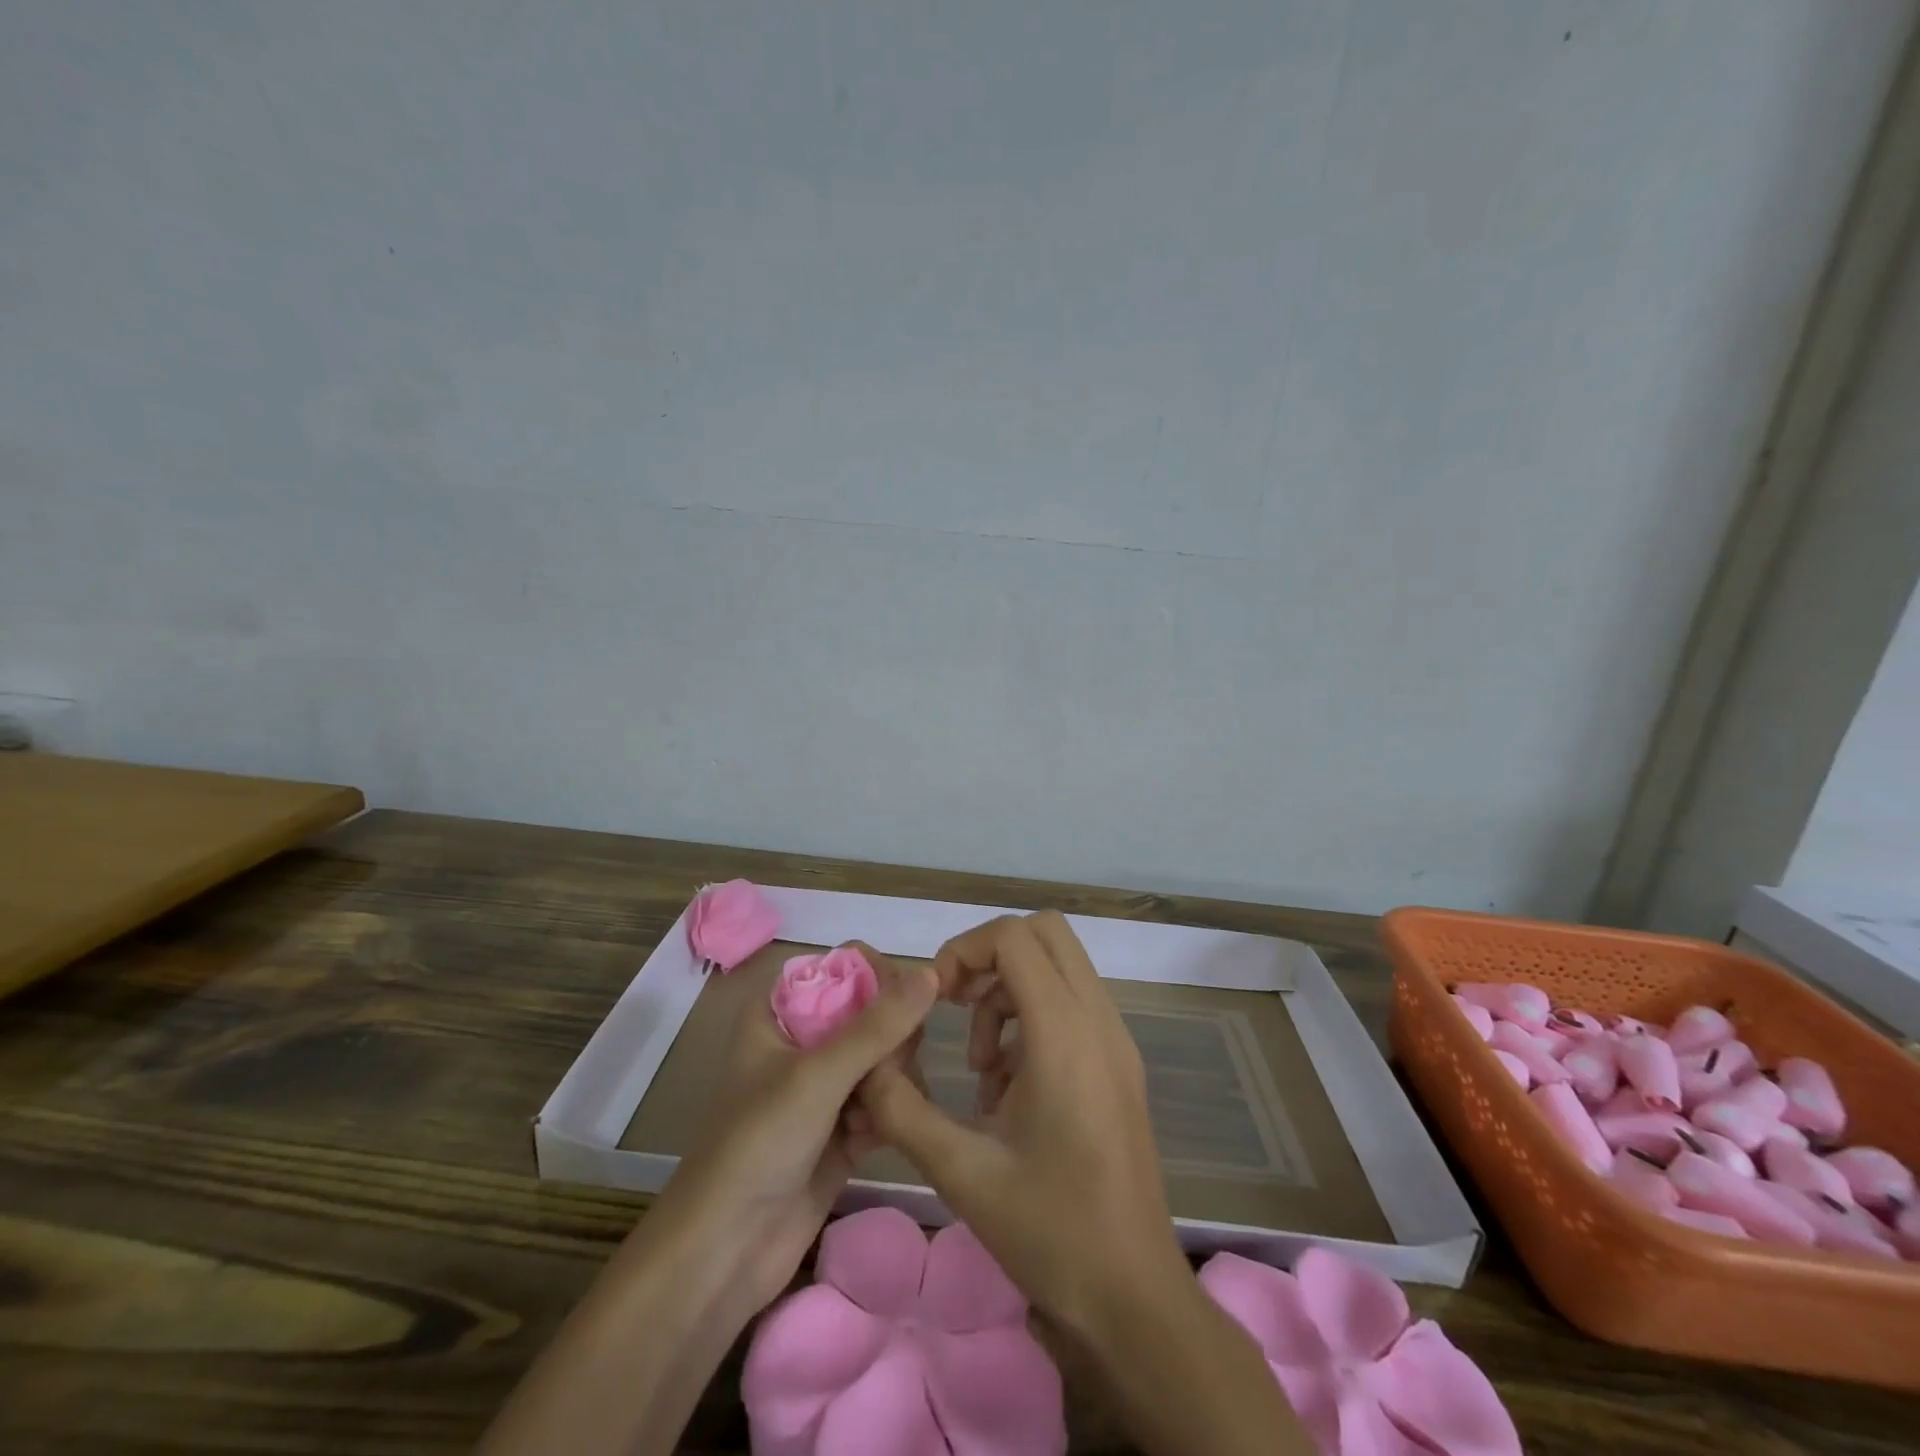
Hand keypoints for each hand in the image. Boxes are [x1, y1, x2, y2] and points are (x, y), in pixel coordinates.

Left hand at [658, 943, 937, 1314]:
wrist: (723, 1255)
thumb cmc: (758, 1144)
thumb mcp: (818, 1075)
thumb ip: (878, 1025)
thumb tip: (932, 971)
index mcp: (782, 1011)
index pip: (843, 966)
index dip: (879, 976)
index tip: (908, 1001)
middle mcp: (804, 1042)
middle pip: (872, 1013)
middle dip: (890, 1039)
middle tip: (891, 1068)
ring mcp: (824, 1088)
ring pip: (883, 1058)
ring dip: (892, 1079)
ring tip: (882, 1109)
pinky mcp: (842, 1130)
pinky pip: (884, 1102)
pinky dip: (888, 1113)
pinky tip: (875, 1139)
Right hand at [857, 912, 1190, 1334]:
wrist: (1134, 1298)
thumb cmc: (1051, 1232)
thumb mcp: (962, 1172)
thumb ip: (903, 1109)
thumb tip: (865, 1069)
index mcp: (1065, 1034)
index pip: (1015, 937)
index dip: (965, 949)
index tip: (937, 998)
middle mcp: (1099, 1021)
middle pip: (1045, 933)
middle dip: (990, 955)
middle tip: (956, 1006)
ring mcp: (1116, 1041)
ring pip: (1060, 967)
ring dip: (1011, 991)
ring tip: (982, 1067)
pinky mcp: (1120, 1064)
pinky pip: (1073, 1005)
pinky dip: (1033, 1017)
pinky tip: (1008, 1088)